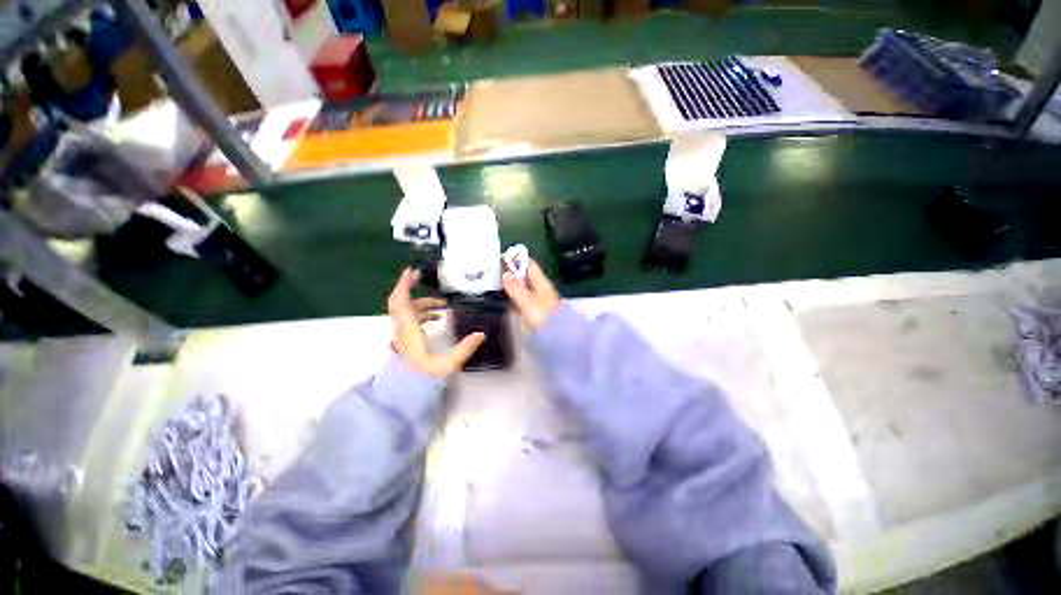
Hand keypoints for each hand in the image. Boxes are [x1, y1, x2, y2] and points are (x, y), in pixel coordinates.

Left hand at [389, 269, 484, 376]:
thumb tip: (481, 334)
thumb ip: (464, 349)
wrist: (406, 389)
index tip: (412, 271)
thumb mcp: (447, 364)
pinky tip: (437, 317)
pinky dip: (422, 312)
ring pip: (407, 309)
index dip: (405, 284)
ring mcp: (401, 332)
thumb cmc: (424, 376)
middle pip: (398, 301)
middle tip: (421, 277)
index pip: (402, 302)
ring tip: (443, 306)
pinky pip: (410, 317)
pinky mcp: (405, 337)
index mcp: (408, 330)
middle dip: (408, 287)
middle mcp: (401, 328)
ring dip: (423, 303)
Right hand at [502, 258, 560, 328]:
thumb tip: (505, 273)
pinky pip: (526, 296)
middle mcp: (542, 287)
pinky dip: (517, 295)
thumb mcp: (527, 301)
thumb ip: (516, 288)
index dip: (517, 259)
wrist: (558, 335)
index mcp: (541, 282)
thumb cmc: (543, 317)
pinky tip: (508, 298)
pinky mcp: (538, 308)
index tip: (502, 258)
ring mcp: (541, 298)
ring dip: (514, 283)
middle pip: (527, 274)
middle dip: (513, 271)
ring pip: (526, 286)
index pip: (529, 264)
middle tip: (496, 271)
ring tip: (498, 283)